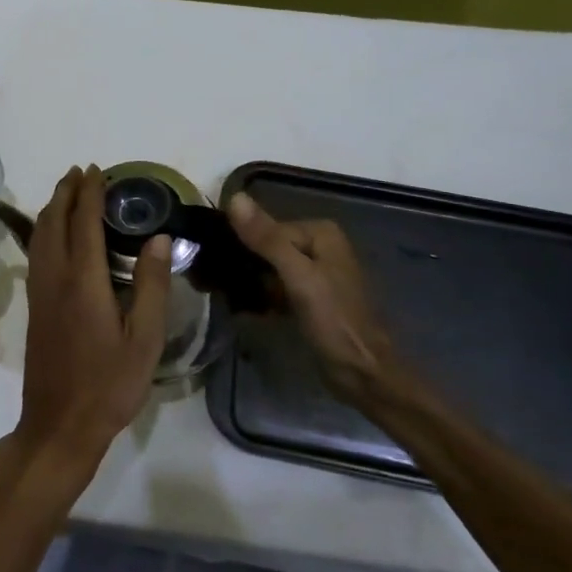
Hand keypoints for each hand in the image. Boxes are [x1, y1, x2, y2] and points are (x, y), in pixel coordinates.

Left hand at [16, 166, 170, 471]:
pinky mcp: (34, 306)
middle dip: (65, 192)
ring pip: (39, 236)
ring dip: (52, 208)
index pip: (84, 222)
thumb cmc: (109, 385)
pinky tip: (54, 236)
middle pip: (54, 221)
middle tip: (80, 173)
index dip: (90, 193)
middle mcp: (54, 277)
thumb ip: (153, 286)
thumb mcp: (145, 340)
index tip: (97, 170)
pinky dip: (45, 230)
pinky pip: (36, 253)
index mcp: (83, 280)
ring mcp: (39, 292)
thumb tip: (160, 239)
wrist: (59, 423)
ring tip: (67, 194)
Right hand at [226, 191, 402, 406]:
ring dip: (246, 281)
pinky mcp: (309, 297)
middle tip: (207, 281)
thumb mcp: (298, 276)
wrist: (363, 374)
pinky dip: (259, 296)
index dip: (239, 245)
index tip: (210, 264)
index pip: (264, 228)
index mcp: (320, 233)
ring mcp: (314, 272)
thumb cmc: (334, 321)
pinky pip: (275, 287)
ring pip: (268, 267)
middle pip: (265, 246)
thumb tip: (234, 197)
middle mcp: (318, 246)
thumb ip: (266, 239)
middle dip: (241, 263)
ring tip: (220, 294)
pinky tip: (239, 307)